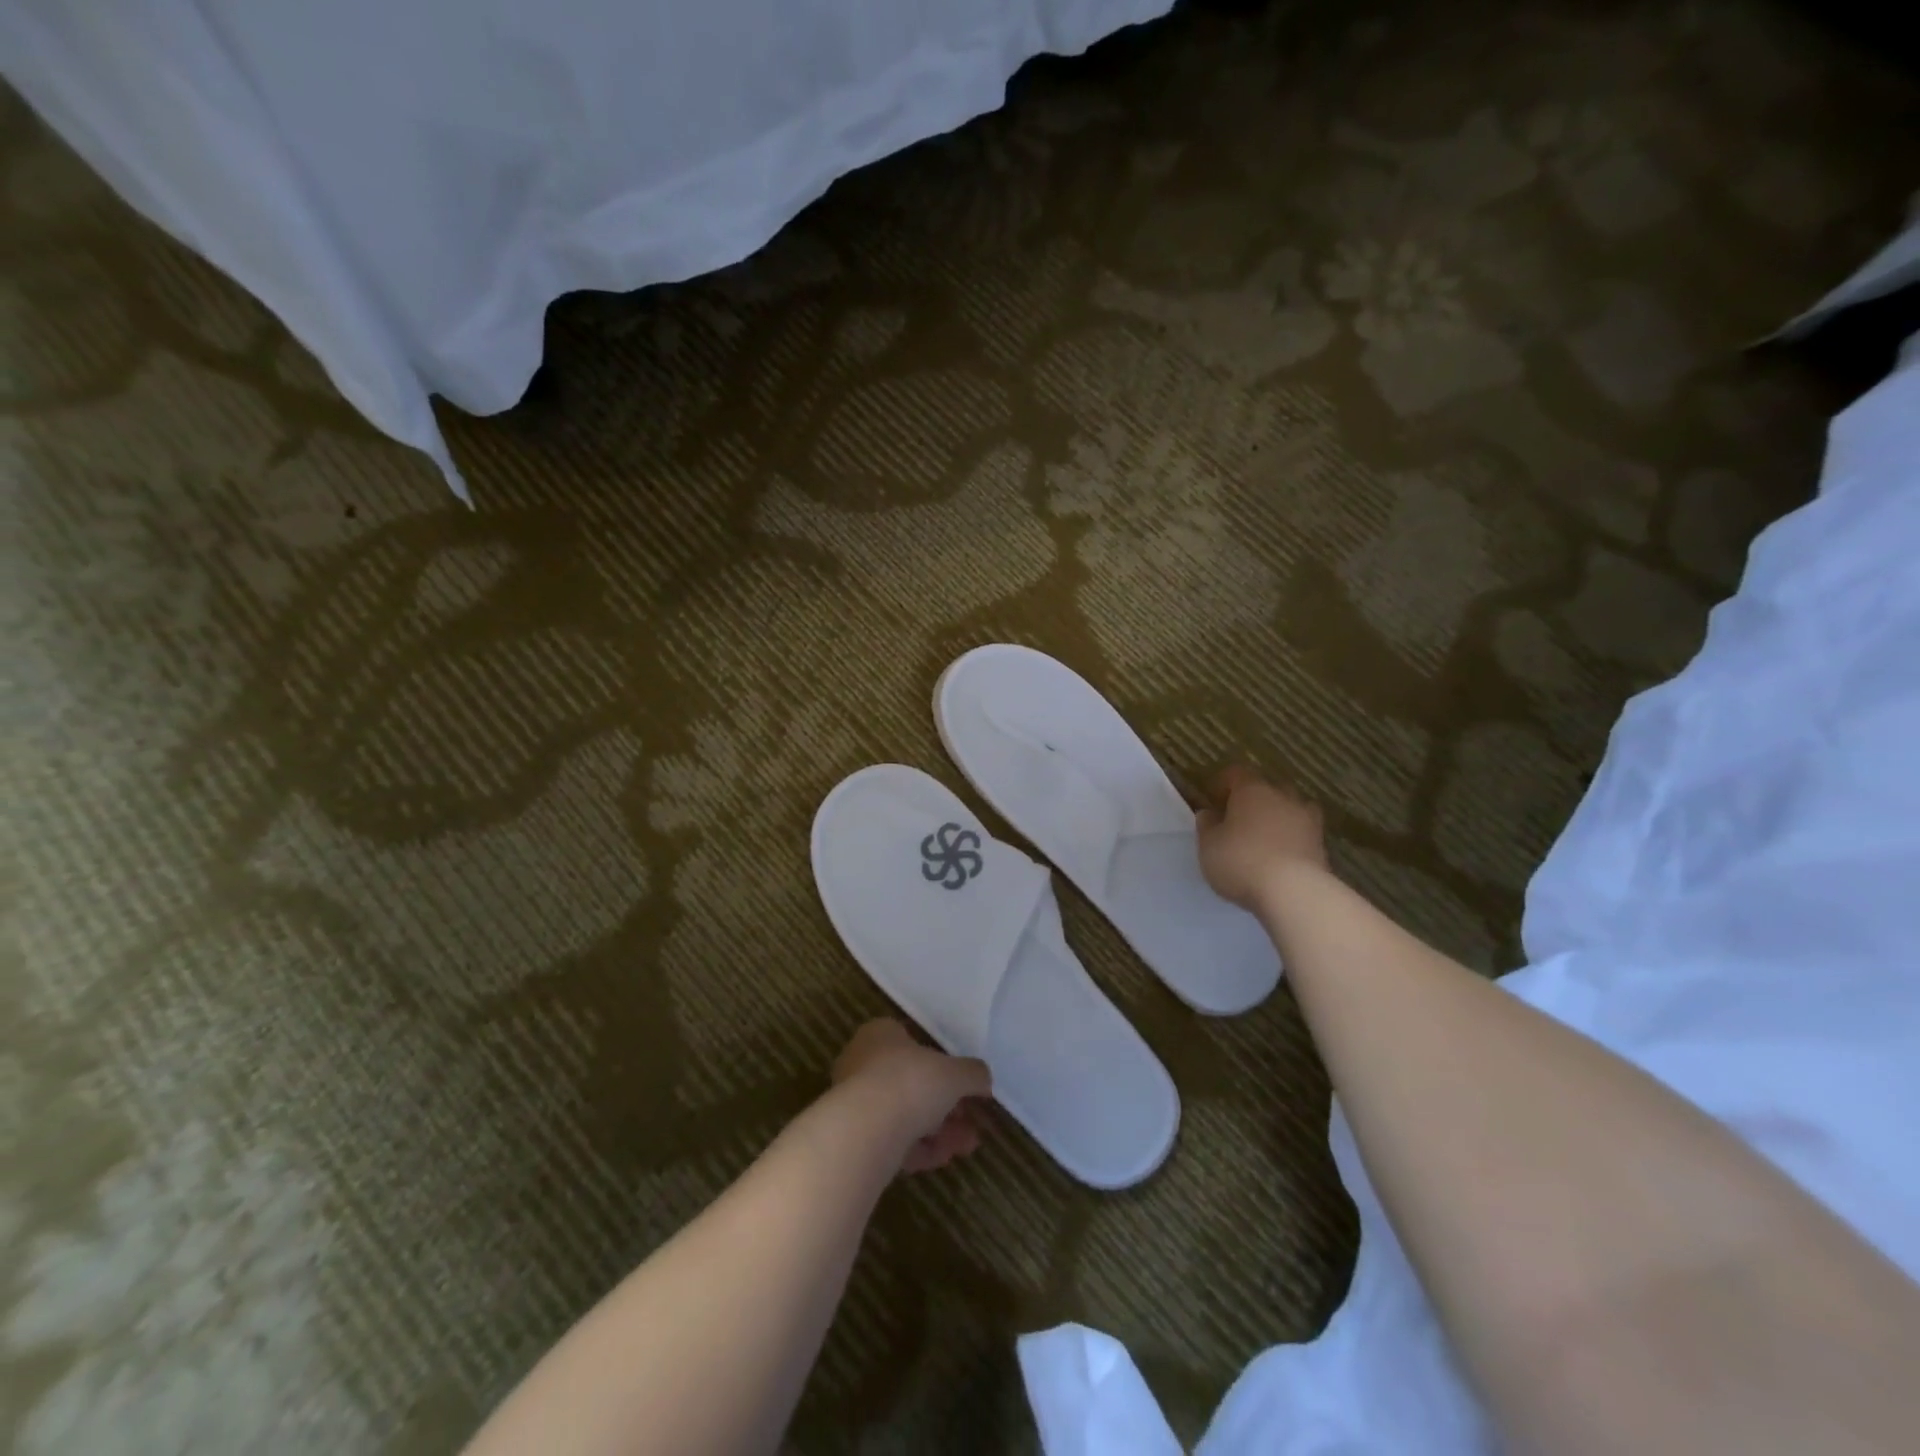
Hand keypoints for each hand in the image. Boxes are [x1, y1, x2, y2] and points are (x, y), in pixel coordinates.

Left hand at [831, 1020, 991, 1173]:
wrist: (865, 1131)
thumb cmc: (911, 1082)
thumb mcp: (955, 1073)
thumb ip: (973, 1073)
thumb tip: (984, 1079)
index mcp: (881, 1034)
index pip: (915, 1044)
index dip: (945, 1066)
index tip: (967, 1088)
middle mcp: (863, 1062)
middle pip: (913, 1084)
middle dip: (947, 1106)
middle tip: (972, 1122)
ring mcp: (856, 1102)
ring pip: (905, 1115)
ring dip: (939, 1131)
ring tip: (967, 1146)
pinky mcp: (855, 1138)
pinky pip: (894, 1141)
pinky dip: (920, 1149)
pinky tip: (945, 1158)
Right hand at [1195, 765, 1326, 908]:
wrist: (1294, 892)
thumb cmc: (1241, 861)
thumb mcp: (1208, 845)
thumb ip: (1207, 826)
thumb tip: (1210, 813)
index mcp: (1252, 790)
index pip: (1236, 773)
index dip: (1223, 783)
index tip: (1213, 798)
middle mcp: (1283, 797)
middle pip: (1268, 788)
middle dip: (1254, 799)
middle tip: (1239, 818)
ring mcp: (1307, 820)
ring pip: (1291, 808)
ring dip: (1278, 817)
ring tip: (1265, 837)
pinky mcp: (1322, 845)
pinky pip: (1303, 833)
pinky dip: (1293, 839)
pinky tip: (1281, 857)